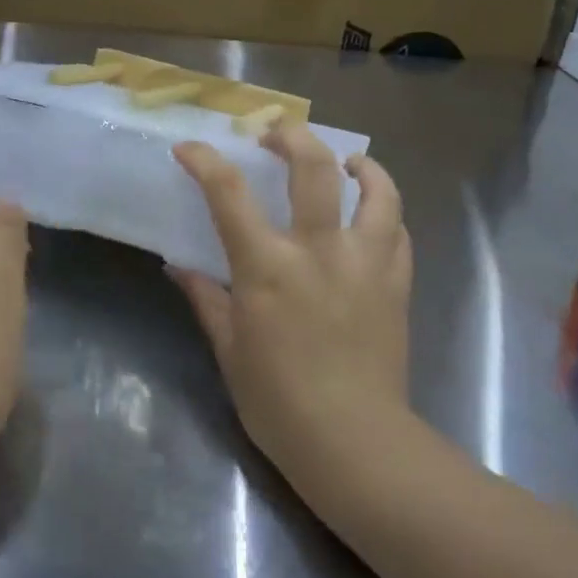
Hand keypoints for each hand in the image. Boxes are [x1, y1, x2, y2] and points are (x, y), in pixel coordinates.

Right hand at [171, 126, 412, 481]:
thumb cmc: (278, 401)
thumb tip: (179, 266)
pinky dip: (385, 212)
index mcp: (267, 266)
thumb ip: (206, 298)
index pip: (229, 193)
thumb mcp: (229, 349)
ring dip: (360, 166)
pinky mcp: (397, 282)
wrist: (353, 441)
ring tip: (348, 162)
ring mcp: (366, 262)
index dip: (204, 161)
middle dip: (291, 137)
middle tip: (277, 135)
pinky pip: (398, 231)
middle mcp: (320, 249)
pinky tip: (374, 215)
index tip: (189, 148)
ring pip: (376, 190)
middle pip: (313, 167)